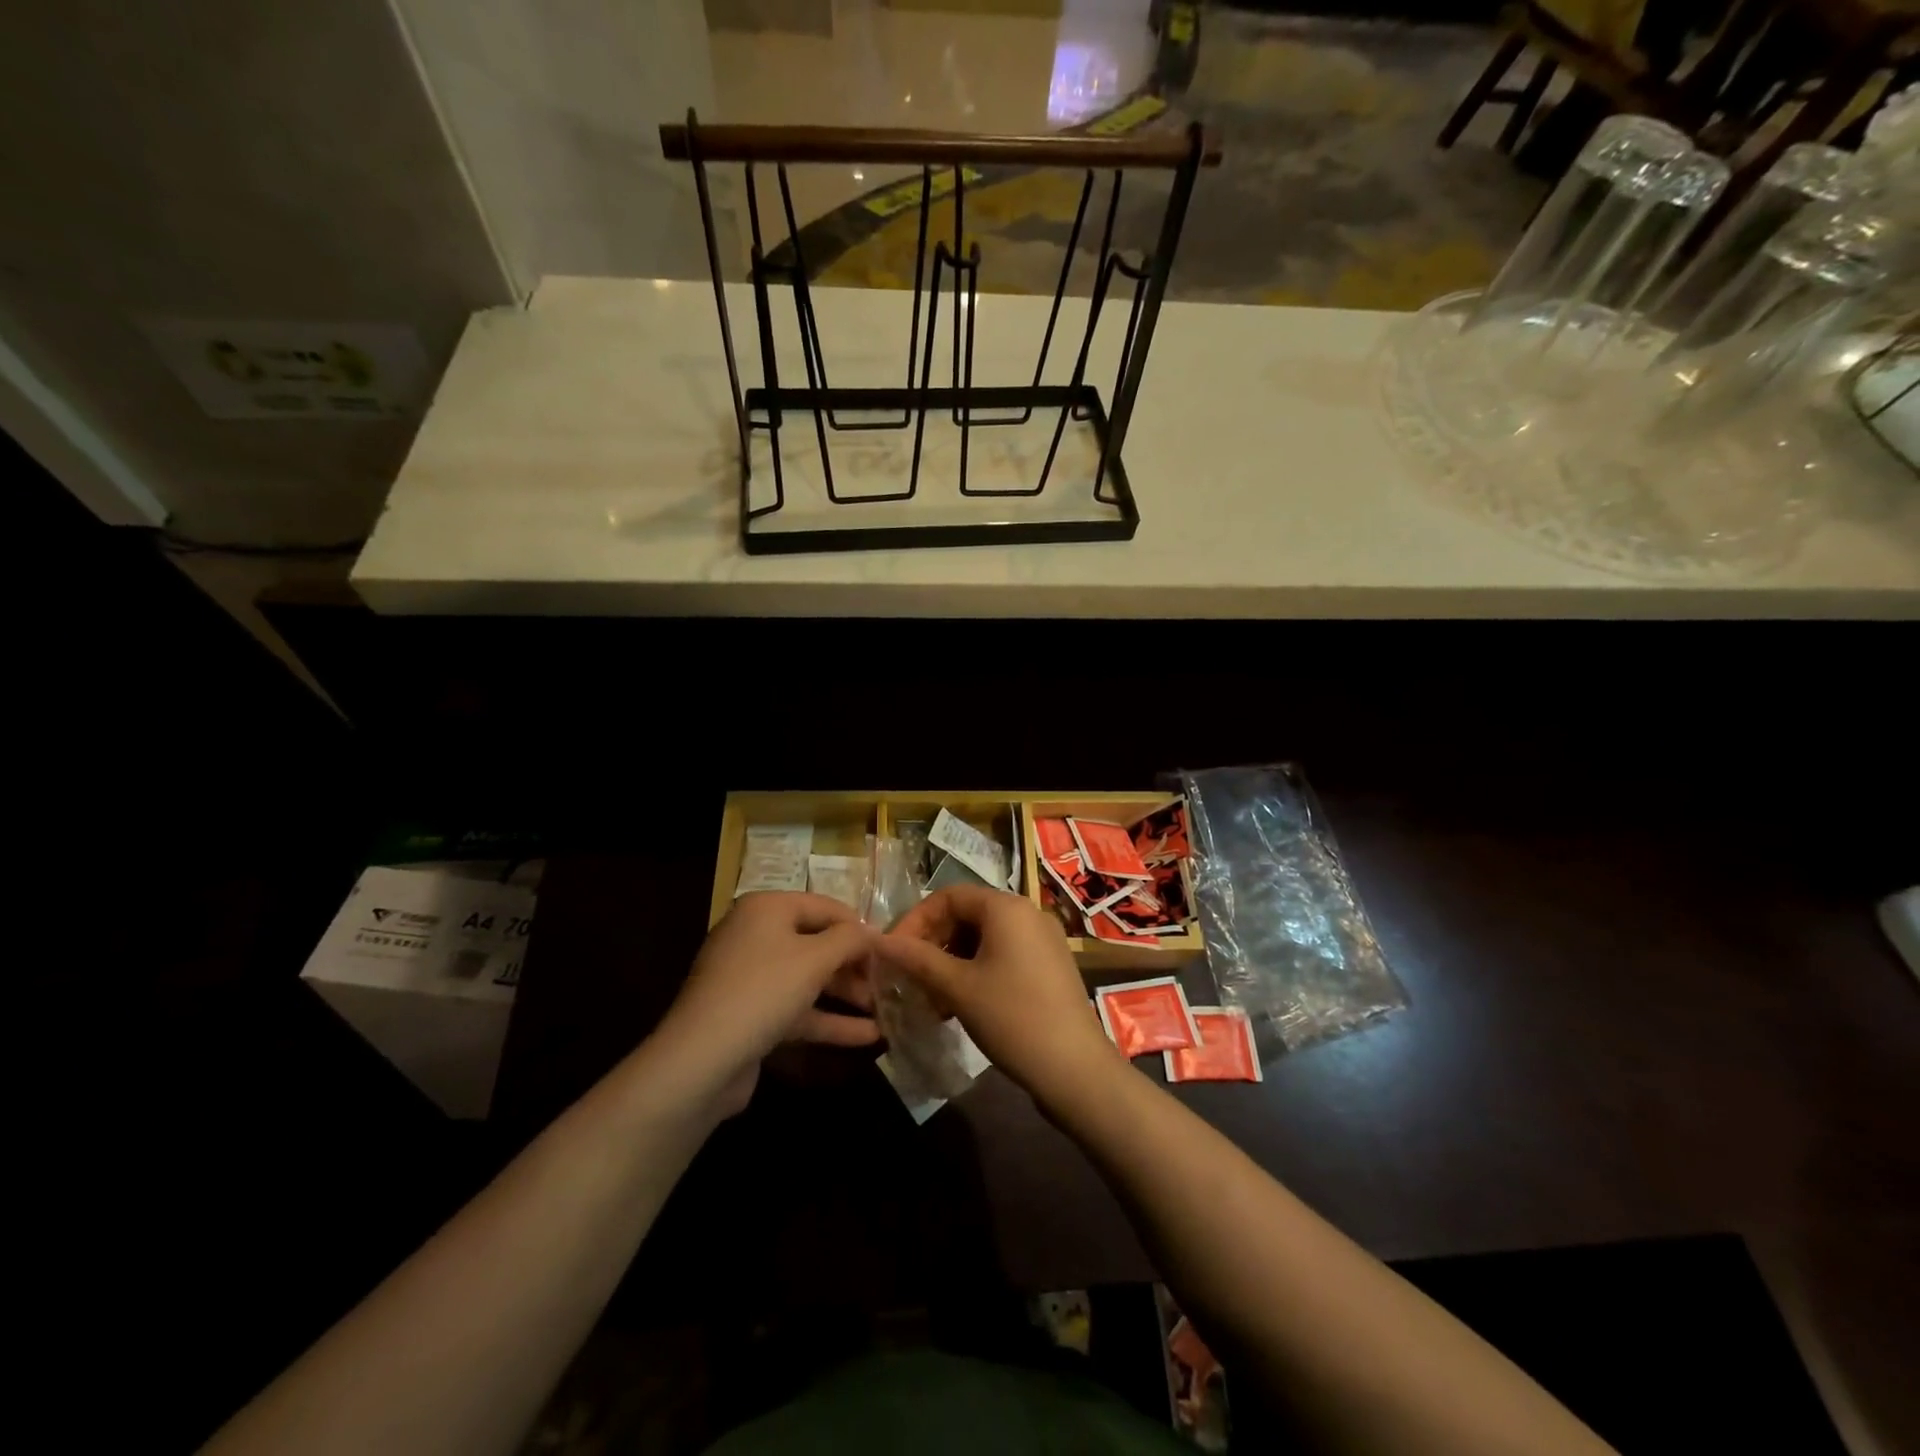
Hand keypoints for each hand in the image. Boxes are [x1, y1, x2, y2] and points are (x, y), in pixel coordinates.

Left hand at [650, 892, 878, 1117]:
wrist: (700, 1061)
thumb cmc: (763, 991)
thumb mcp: (815, 958)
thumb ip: (849, 940)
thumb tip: (872, 932)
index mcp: (766, 910)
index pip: (825, 906)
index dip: (859, 926)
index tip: (891, 949)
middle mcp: (756, 937)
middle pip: (817, 943)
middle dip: (854, 965)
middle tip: (889, 982)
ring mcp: (751, 979)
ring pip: (809, 980)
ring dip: (846, 994)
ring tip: (886, 1010)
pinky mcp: (751, 1017)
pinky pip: (797, 1010)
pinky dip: (829, 1020)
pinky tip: (868, 1036)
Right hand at [874, 884, 1121, 1107]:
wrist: (1075, 1068)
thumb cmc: (1012, 1018)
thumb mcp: (957, 987)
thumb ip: (917, 959)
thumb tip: (879, 941)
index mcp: (1006, 907)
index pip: (949, 895)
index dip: (916, 919)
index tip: (895, 952)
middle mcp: (1027, 913)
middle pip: (968, 913)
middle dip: (934, 941)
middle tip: (911, 975)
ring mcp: (1043, 940)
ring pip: (984, 937)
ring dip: (953, 959)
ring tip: (932, 995)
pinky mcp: (1050, 965)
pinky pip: (1004, 954)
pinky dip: (977, 970)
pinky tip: (961, 1004)